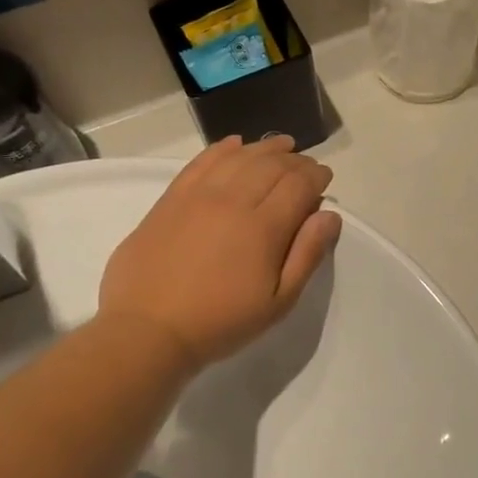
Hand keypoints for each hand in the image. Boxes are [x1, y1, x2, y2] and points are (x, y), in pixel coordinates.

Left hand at [97, 136, 341, 371]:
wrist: (147, 332)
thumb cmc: (221, 322)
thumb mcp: (278, 302)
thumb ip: (307, 254)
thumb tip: (329, 215)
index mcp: (263, 227)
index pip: (299, 183)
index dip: (317, 175)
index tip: (325, 178)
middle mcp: (232, 201)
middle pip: (271, 164)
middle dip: (296, 160)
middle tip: (306, 166)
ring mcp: (197, 196)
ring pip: (239, 157)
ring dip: (265, 148)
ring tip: (281, 146)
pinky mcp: (170, 199)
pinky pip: (201, 162)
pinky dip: (222, 149)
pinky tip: (235, 145)